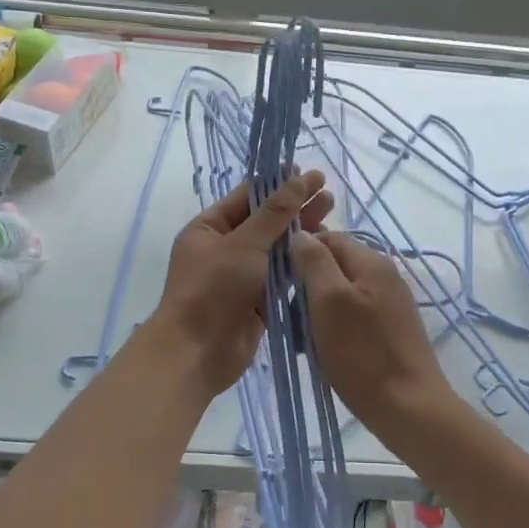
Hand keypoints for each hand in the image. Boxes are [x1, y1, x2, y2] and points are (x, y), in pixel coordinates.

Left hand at [149, 171, 334, 396]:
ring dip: (301, 236)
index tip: (309, 174)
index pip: (247, 197)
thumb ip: (275, 213)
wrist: (197, 353)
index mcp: (209, 228)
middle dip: (295, 209)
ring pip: (276, 250)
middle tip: (329, 197)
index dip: (278, 184)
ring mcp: (240, 276)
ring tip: (331, 220)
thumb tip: (298, 179)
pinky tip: (322, 254)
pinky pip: (281, 277)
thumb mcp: (244, 244)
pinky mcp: (257, 301)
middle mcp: (224, 248)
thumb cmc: (213, 289)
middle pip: (265, 222)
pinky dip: (299, 266)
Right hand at [290, 230, 453, 435]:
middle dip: (307, 286)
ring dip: (317, 310)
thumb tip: (301, 234)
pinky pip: (353, 316)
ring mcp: (390, 304)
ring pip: (341, 293)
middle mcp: (384, 275)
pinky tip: (324, 350)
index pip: (328, 238)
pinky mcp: (390, 330)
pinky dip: (334, 327)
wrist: (409, 409)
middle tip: (289, 316)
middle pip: (334, 265)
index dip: (300, 253)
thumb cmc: (362, 353)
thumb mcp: (329, 301)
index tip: (279, 281)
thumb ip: (314, 262)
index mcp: (372, 261)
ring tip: (302, 339)